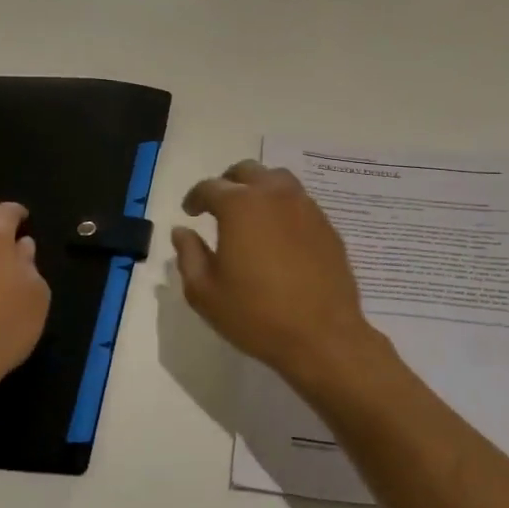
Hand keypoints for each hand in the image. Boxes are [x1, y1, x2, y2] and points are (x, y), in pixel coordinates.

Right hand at [171, 161, 376, 391]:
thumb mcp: (205, 292)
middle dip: (227, 183)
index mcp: (240, 206)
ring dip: (258, 188)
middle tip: (218, 206)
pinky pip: (299, 201)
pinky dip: (282, 206)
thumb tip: (182, 231)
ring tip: (250, 213)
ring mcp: (305, 207)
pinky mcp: (326, 225)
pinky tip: (278, 233)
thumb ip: (188, 255)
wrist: (322, 336)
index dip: (195, 198)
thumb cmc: (256, 315)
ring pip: (277, 180)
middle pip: (246, 171)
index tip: (190, 212)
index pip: (210, 187)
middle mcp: (274, 195)